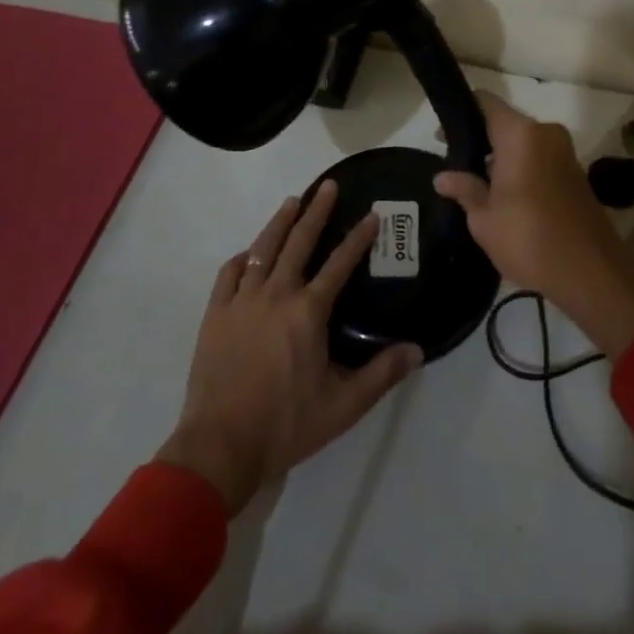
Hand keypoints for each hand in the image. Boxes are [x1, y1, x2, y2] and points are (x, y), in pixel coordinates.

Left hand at [156, 181, 422, 514]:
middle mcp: (277, 294)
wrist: (219, 447)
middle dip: (317, 211)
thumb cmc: (285, 425)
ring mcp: (242, 302)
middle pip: (299, 242)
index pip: (340, 264)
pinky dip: (242, 258)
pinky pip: (229, 274)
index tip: (371, 215)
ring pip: (263, 249)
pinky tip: (249, 252)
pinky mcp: (216, 315)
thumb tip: (417, 350)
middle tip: (328, 186)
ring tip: (292, 201)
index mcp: (308, 312)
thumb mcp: (342, 406)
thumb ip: (381, 375)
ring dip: (280, 222)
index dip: (358, 238)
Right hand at [434, 93, 633, 360]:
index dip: (462, 114)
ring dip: (502, 158)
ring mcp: (564, 151)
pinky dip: (521, 168)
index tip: (442, 136)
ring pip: (523, 142)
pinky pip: (539, 157)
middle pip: (505, 123)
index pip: (485, 102)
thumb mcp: (485, 219)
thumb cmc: (529, 238)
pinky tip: (506, 197)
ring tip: (477, 186)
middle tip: (456, 166)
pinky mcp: (575, 171)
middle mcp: (545, 132)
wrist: (591, 271)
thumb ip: (464, 190)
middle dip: (481, 141)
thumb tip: (443, 177)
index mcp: (520, 133)